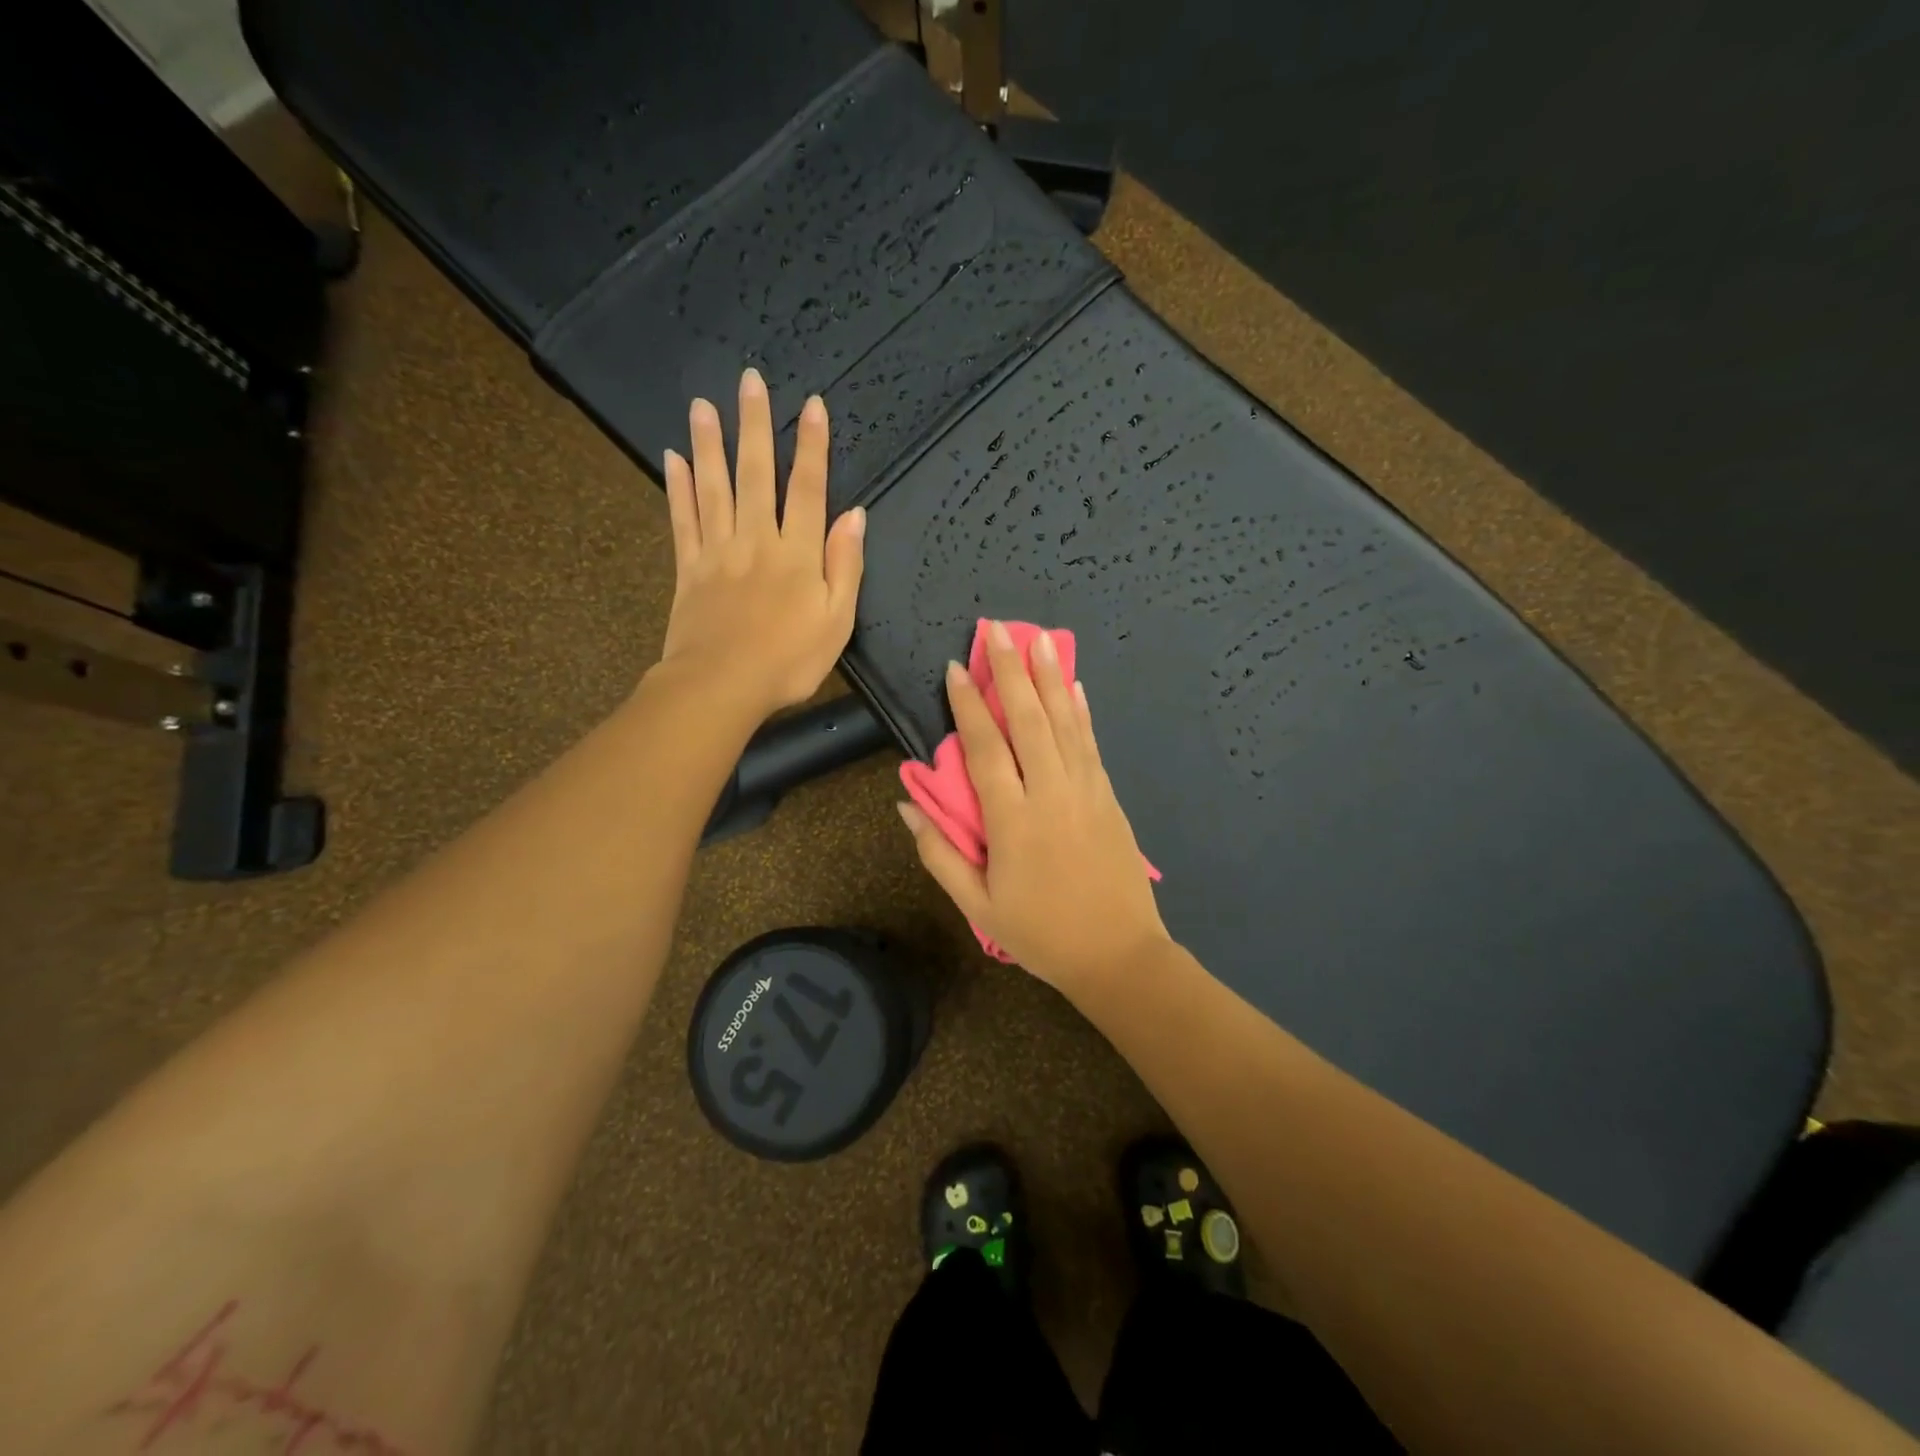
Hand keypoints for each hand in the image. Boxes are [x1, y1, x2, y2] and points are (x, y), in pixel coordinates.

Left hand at [657, 368, 865, 718]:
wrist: (721, 686)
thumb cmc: (789, 661)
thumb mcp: (837, 622)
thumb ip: (845, 566)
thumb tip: (855, 516)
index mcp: (798, 554)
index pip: (808, 489)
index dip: (812, 446)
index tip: (811, 405)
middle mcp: (757, 540)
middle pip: (756, 475)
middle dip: (755, 426)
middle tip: (748, 382)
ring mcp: (718, 552)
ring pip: (714, 488)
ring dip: (710, 444)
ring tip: (703, 405)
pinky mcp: (688, 570)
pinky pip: (682, 521)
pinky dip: (678, 488)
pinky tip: (673, 459)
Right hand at [898, 621, 1171, 994]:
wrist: (1119, 955)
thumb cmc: (1041, 934)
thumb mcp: (978, 905)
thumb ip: (939, 854)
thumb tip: (907, 805)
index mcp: (1012, 821)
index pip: (985, 749)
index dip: (968, 706)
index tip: (956, 668)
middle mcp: (1051, 793)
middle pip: (1028, 721)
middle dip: (1011, 671)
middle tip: (998, 630)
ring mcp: (1086, 791)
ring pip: (1064, 723)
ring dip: (1050, 677)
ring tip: (1038, 638)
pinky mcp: (1109, 796)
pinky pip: (1091, 744)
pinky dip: (1081, 711)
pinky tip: (1074, 686)